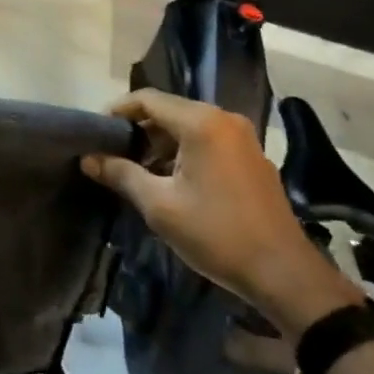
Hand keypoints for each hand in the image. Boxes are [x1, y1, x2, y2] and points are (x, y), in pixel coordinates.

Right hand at [82, 87, 360, 338]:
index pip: (148, 99)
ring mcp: (242, 138)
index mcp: (201, 123)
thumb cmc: (217, 234)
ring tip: (136, 168)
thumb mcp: (160, 206)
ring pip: (189, 126)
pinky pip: (209, 140)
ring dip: (160, 142)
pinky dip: (184, 150)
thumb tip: (88, 158)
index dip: (118, 110)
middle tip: (112, 152)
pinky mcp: (252, 158)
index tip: (96, 131)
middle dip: (138, 128)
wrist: (284, 274)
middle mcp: (224, 119)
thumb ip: (121, 174)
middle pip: (169, 110)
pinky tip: (170, 179)